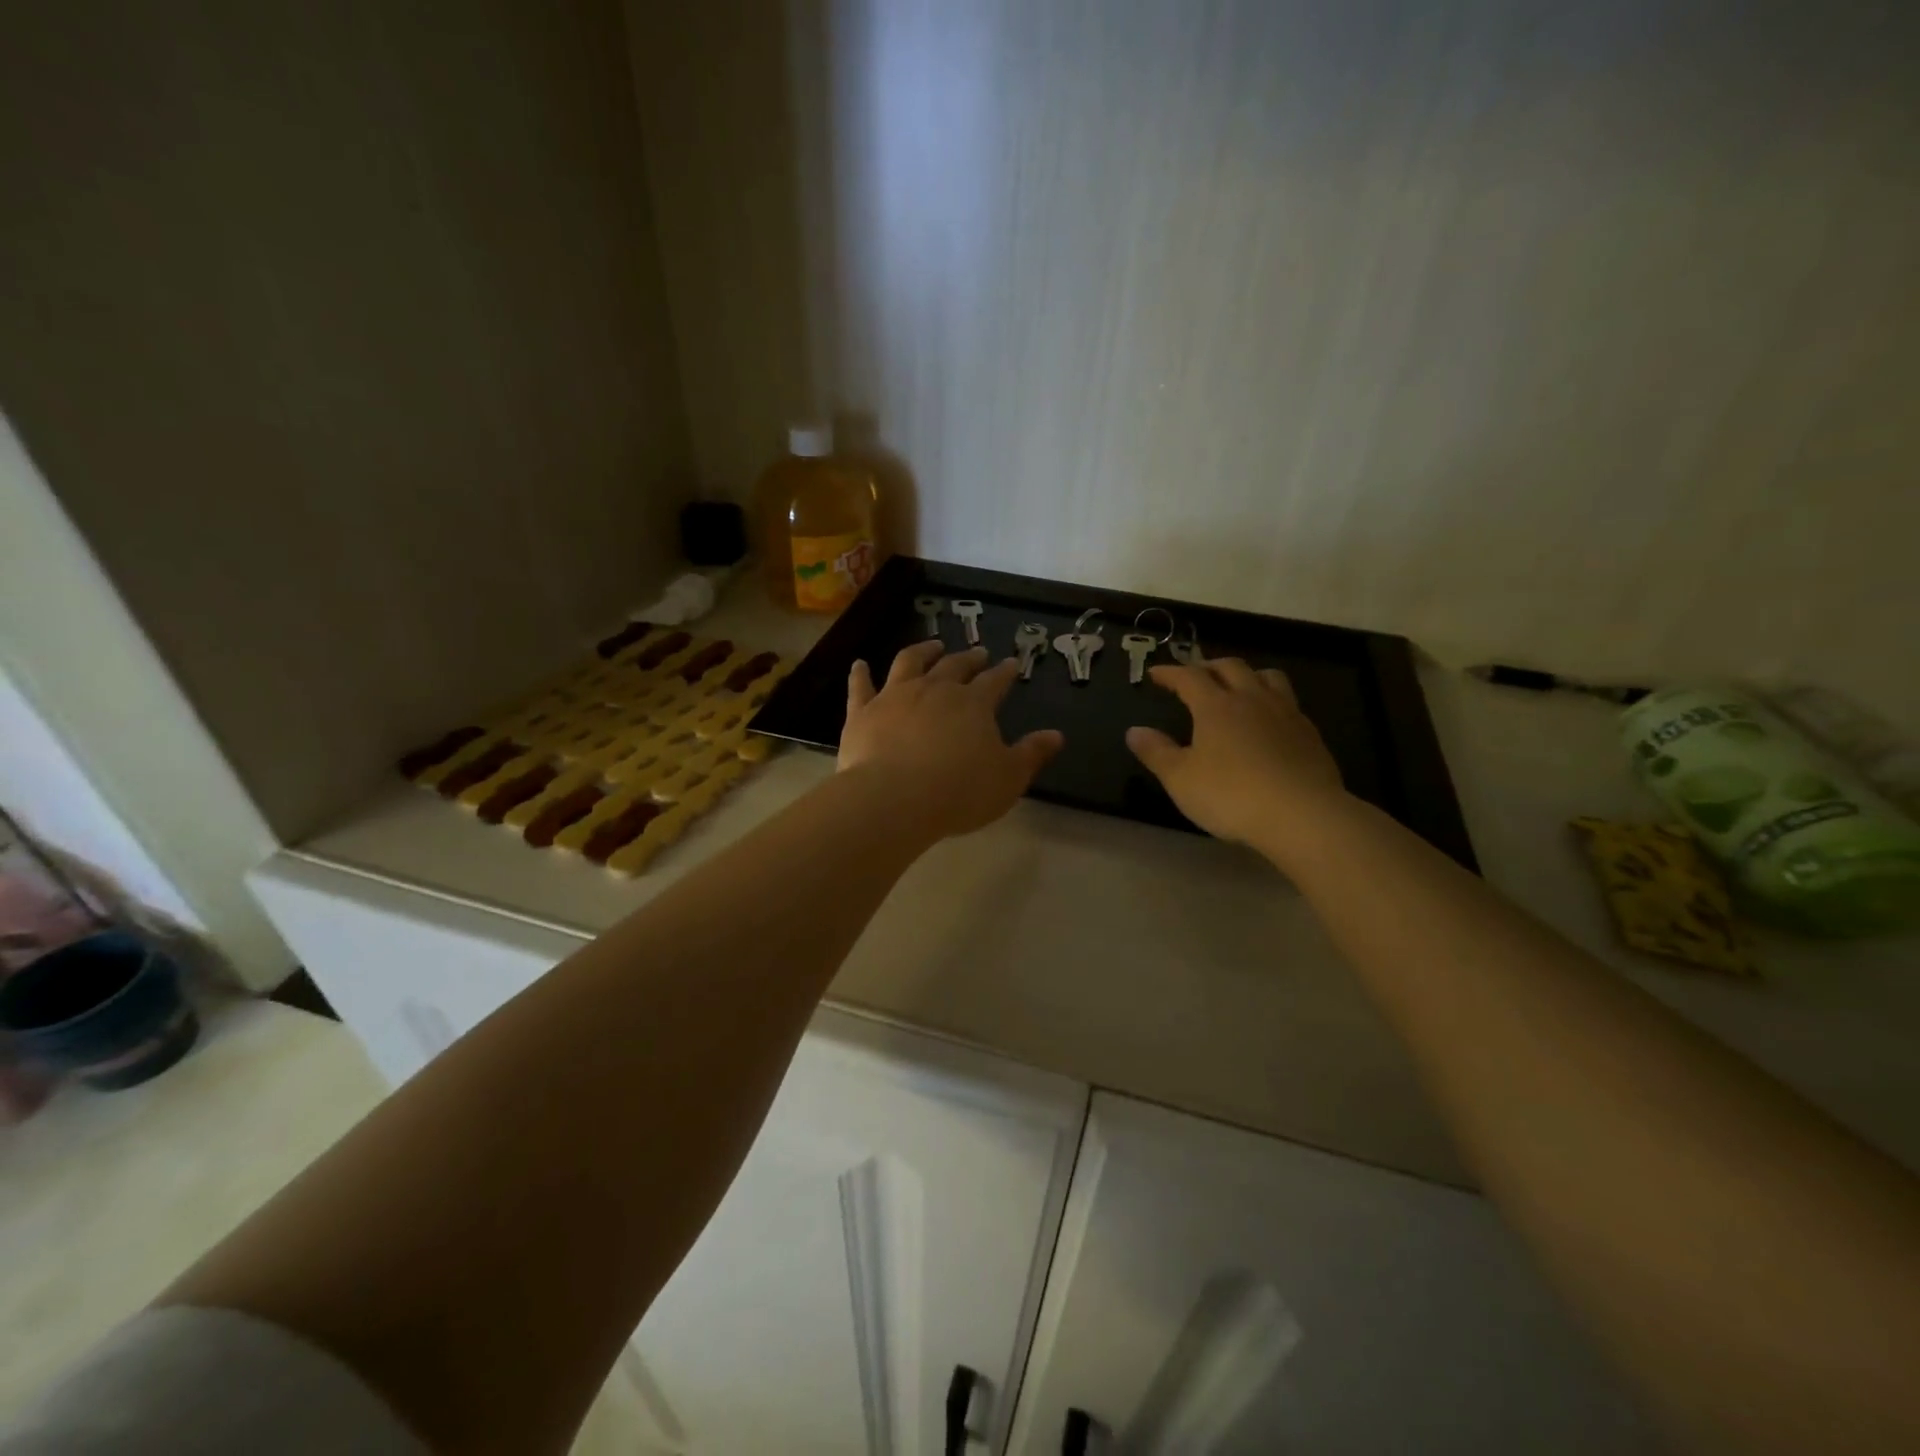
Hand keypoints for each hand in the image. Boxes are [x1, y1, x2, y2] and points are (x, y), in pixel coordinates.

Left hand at [839, 641, 1064, 839]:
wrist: (894, 799)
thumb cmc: (959, 792)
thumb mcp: (1008, 778)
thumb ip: (1031, 754)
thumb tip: (1056, 735)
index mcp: (974, 704)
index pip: (995, 681)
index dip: (1005, 672)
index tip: (1012, 663)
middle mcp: (935, 689)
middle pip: (954, 666)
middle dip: (969, 658)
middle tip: (977, 652)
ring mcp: (895, 696)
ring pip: (910, 662)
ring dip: (923, 651)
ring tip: (931, 645)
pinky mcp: (863, 712)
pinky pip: (861, 686)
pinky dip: (860, 674)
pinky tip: (859, 664)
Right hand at [1126, 659, 1345, 852]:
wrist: (1302, 815)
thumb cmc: (1231, 795)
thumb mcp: (1180, 779)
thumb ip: (1156, 752)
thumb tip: (1134, 731)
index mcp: (1216, 706)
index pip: (1189, 677)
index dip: (1170, 673)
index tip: (1155, 674)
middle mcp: (1252, 700)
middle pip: (1231, 667)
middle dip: (1208, 666)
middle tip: (1194, 675)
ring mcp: (1286, 714)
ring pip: (1267, 677)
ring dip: (1247, 675)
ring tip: (1237, 687)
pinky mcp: (1310, 734)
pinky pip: (1288, 702)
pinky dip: (1271, 701)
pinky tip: (1267, 721)